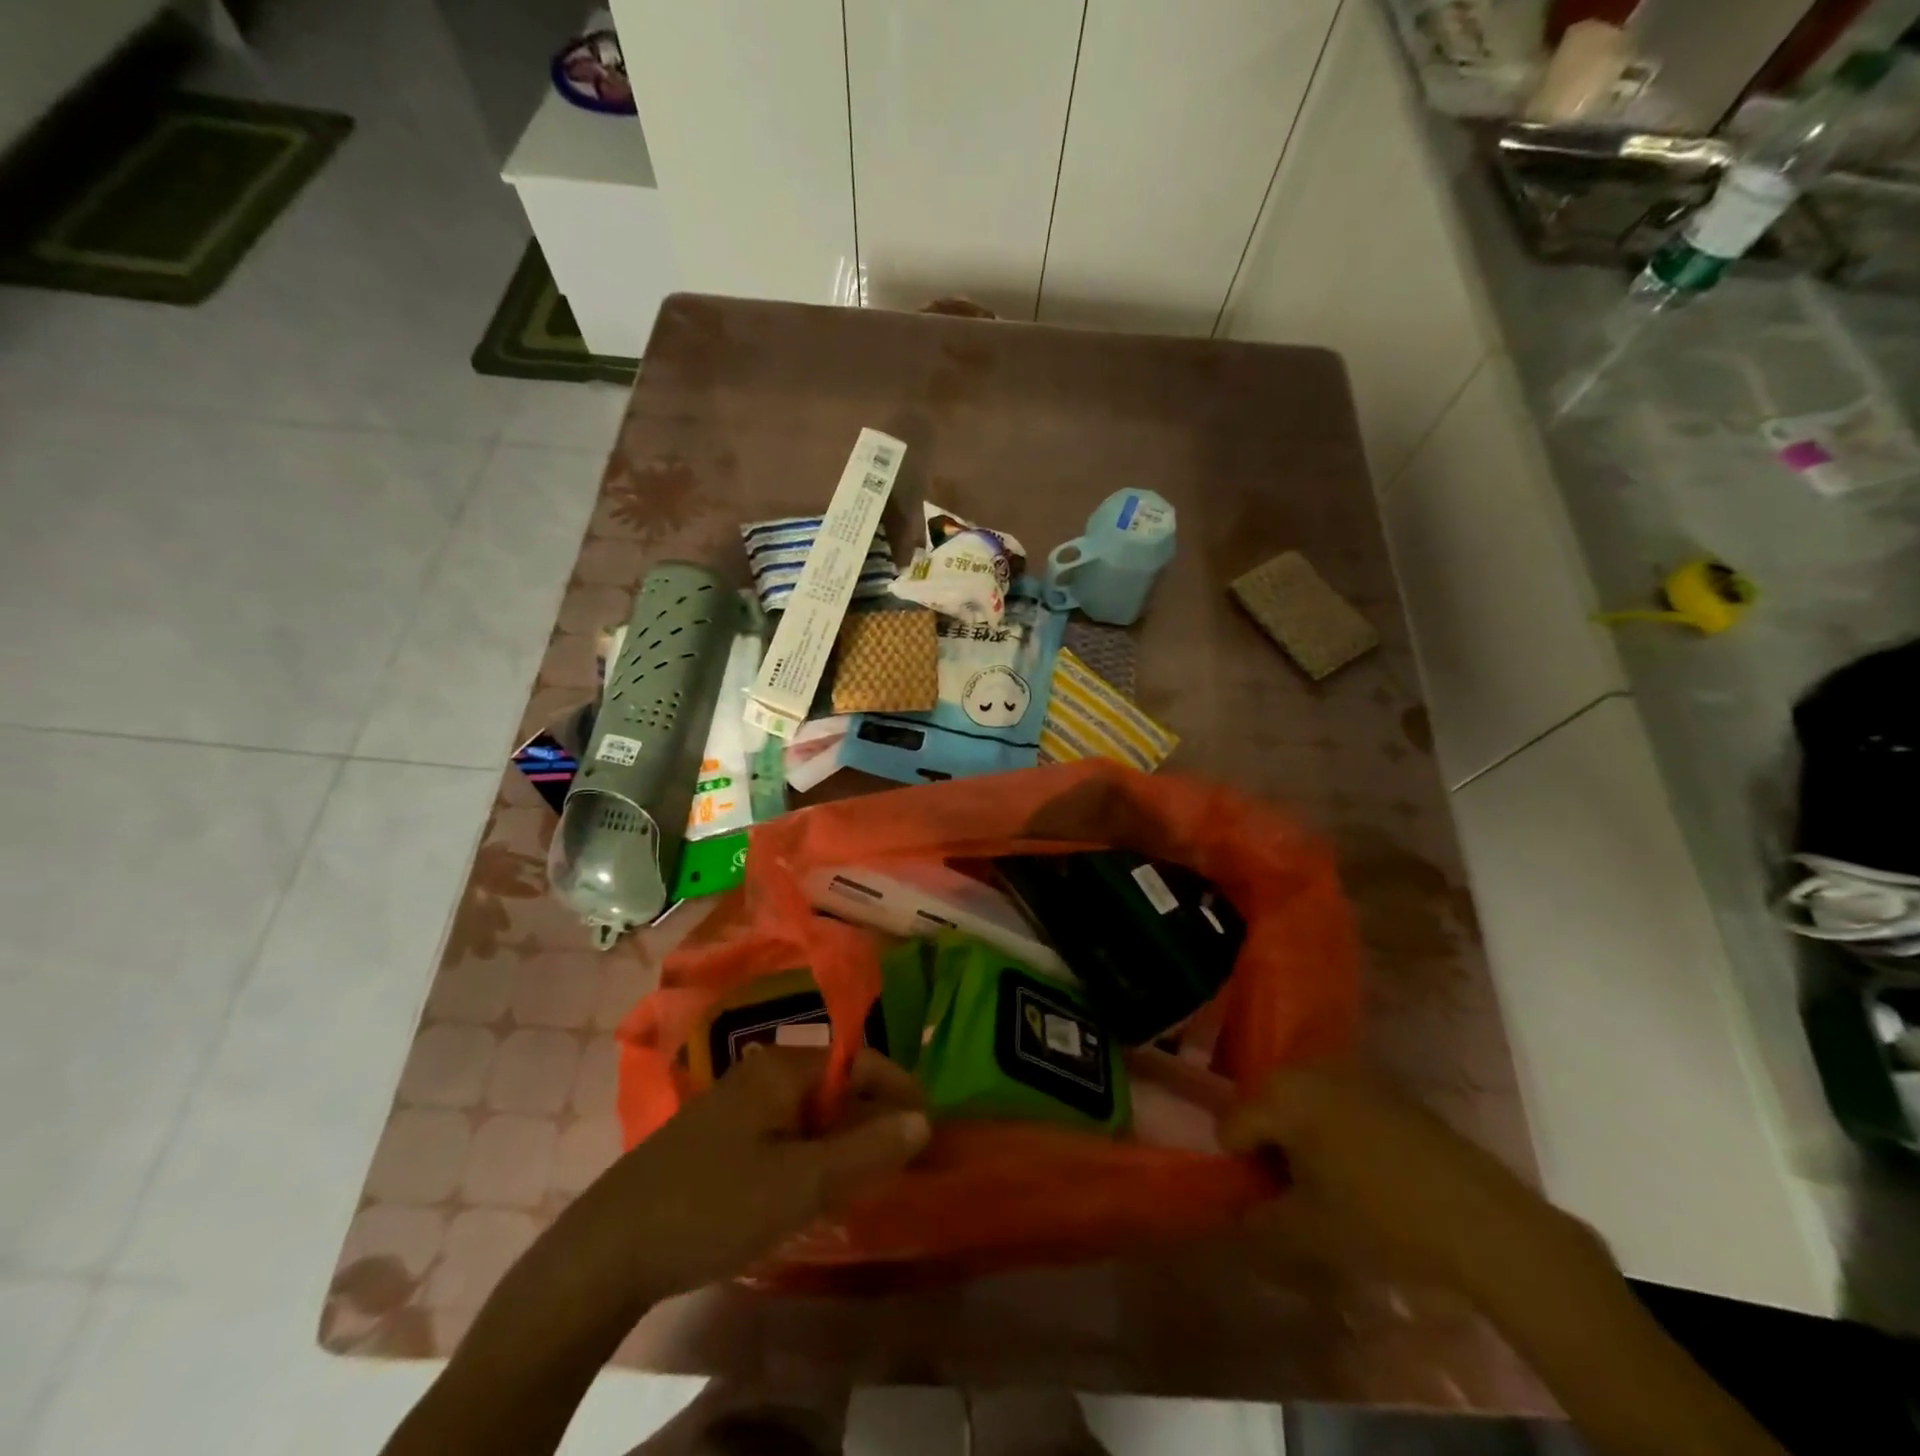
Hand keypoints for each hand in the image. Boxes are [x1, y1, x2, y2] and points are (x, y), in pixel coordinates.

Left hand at [596, 1046, 930, 1302]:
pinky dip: (809, 1153)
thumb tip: (922, 1120)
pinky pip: (783, 1131)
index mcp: (784, 1067)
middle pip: (834, 1085)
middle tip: (899, 1161)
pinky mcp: (719, 1135)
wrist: (610, 1249)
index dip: (898, 1090)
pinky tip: (811, 1188)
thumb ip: (866, 1150)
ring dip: (841, 1139)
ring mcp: (736, 1103)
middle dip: (871, 1118)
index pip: (859, 1062)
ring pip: (808, 1111)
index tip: (929, 1127)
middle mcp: (762, 1071)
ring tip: (865, 1178)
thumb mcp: (802, 1183)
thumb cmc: (715, 1205)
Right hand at [1218, 1063, 1598, 1307]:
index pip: (1232, 1124)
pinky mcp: (1385, 1085)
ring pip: (1301, 1102)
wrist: (1482, 1218)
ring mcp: (1350, 1071)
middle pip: (1265, 1105)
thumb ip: (1261, 1221)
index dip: (1239, 1165)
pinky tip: (1362, 1170)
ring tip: (1325, 1182)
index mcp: (1281, 1093)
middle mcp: (1308, 1067)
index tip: (1263, 1198)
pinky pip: (1337, 1102)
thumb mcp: (1309, 1232)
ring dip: (1302, 1137)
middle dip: (1269, 1146)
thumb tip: (1241, 1215)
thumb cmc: (1383, 1219)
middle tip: (1290, 1191)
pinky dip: (1334, 1130)